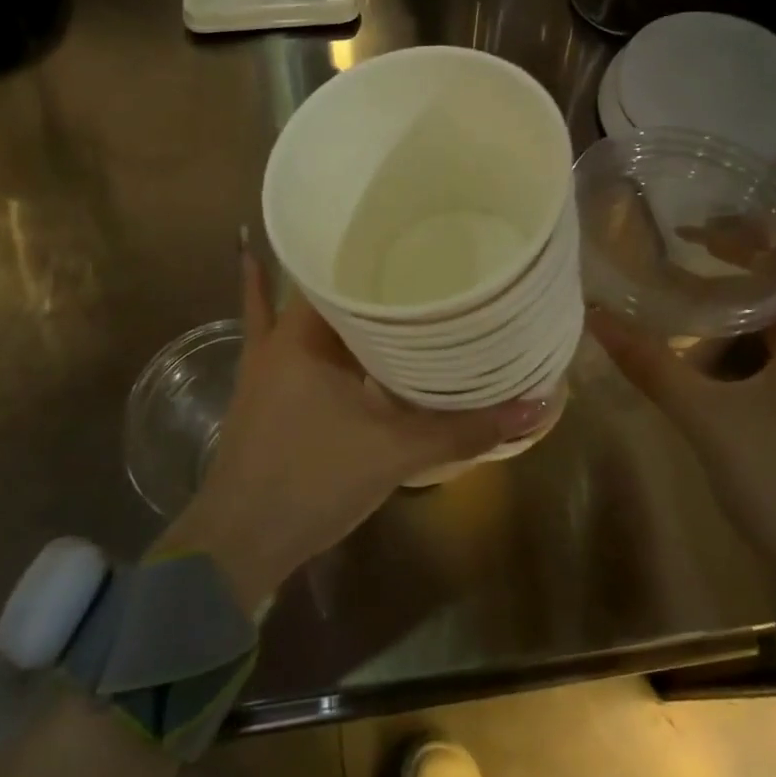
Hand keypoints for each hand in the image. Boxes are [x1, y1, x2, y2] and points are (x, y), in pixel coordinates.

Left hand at [158, 243, 553, 613]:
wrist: (240, 542)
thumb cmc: (311, 481)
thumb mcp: (394, 452)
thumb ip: (463, 429)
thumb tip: (535, 408)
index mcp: (304, 333)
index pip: (339, 266)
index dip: (377, 246)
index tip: (417, 234)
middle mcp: (280, 337)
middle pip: (328, 288)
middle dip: (368, 273)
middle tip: (420, 255)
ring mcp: (267, 364)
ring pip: (308, 315)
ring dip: (340, 300)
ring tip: (385, 275)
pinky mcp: (267, 392)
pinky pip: (286, 346)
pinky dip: (297, 327)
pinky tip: (304, 313)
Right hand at [589, 251, 775, 639]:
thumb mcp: (706, 420)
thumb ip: (653, 367)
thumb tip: (598, 317)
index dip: (775, 232)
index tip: (718, 218)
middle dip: (753, 252)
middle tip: (692, 240)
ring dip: (750, 287)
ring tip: (695, 274)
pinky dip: (748, 324)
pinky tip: (708, 336)